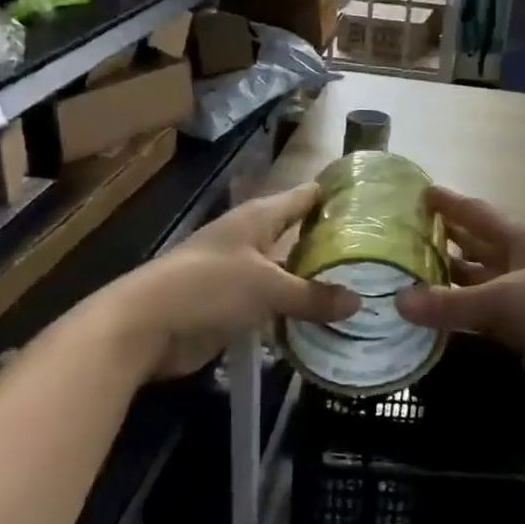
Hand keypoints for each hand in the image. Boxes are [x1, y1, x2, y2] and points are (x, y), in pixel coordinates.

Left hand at [105, 185, 357, 380]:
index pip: (305, 197)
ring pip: (289, 274)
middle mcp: (252, 240)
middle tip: (381, 259)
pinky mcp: (234, 306)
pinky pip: (275, 305)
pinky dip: (296, 313)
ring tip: (364, 292)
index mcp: (258, 218)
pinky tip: (327, 324)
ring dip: (317, 284)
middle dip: (334, 247)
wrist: (144, 327)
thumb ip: (311, 295)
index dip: (336, 196)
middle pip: (300, 236)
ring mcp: (242, 274)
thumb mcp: (266, 287)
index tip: (376, 204)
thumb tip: (359, 302)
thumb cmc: (206, 287)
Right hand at [395, 187, 524, 455]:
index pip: (475, 213)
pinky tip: (441, 323)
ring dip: (450, 281)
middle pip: (476, 246)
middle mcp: (521, 262)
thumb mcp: (504, 302)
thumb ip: (450, 303)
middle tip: (403, 240)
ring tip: (410, 281)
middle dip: (444, 241)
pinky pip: (488, 315)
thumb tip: (397, 300)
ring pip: (480, 282)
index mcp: (519, 240)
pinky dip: (464, 316)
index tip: (420, 192)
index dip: (448, 203)